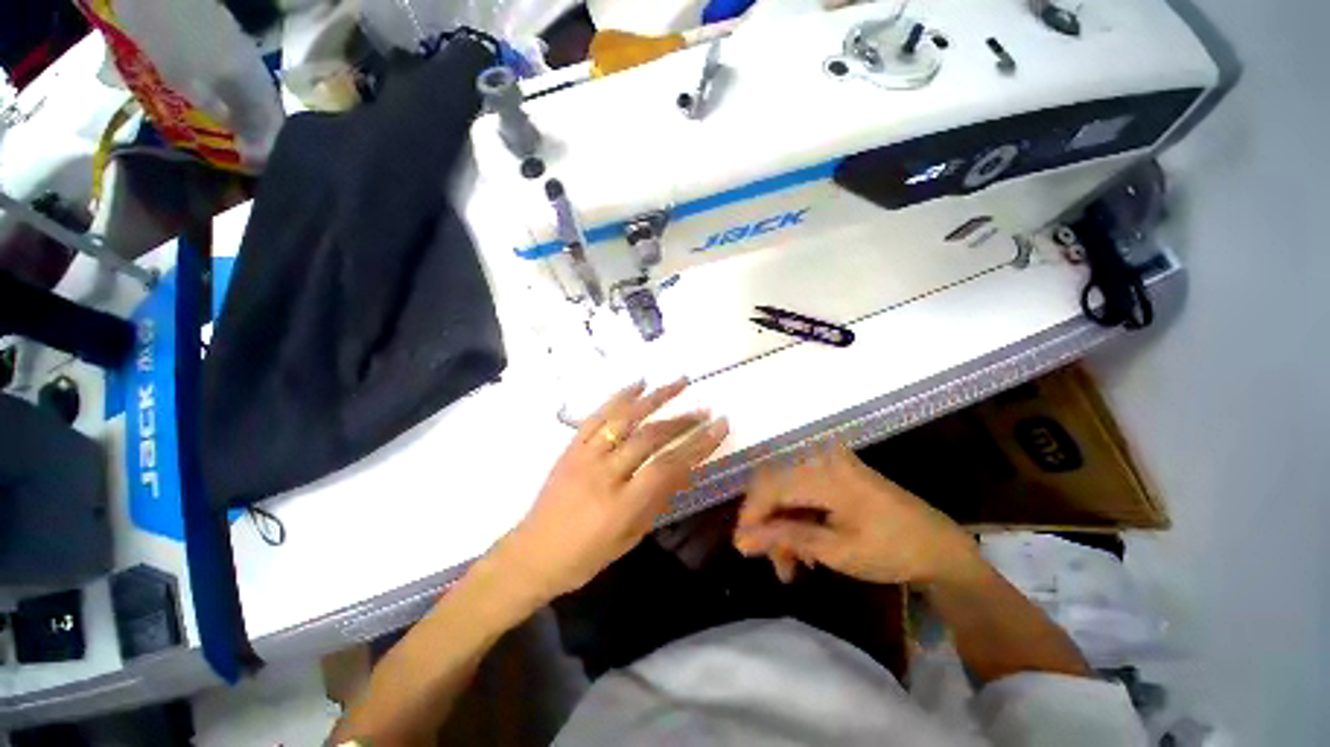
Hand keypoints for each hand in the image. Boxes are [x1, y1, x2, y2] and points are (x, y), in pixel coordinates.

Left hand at [492, 379, 728, 607]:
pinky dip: (620, 396)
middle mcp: (603, 474)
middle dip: (683, 422)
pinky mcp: (571, 446)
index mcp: (620, 505)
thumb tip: (684, 470)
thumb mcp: (628, 538)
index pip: (667, 467)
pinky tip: (639, 383)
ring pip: (625, 418)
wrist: (531, 554)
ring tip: (680, 383)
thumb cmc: (584, 557)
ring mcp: (584, 455)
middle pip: (650, 438)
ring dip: (655, 398)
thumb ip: (657, 501)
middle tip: (706, 411)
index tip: (719, 428)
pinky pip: (597, 415)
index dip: (697, 446)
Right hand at [733, 442, 982, 585]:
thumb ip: (785, 538)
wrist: (941, 546)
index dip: (751, 516)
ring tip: (790, 564)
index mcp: (825, 473)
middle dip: (768, 525)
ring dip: (783, 526)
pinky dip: (799, 518)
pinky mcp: (836, 472)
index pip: (769, 487)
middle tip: (771, 561)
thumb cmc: (892, 551)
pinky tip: (804, 547)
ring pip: (787, 491)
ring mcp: (830, 463)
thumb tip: (740, 540)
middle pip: (776, 487)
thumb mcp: (836, 551)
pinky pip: (803, 491)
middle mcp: (822, 459)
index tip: (743, 546)